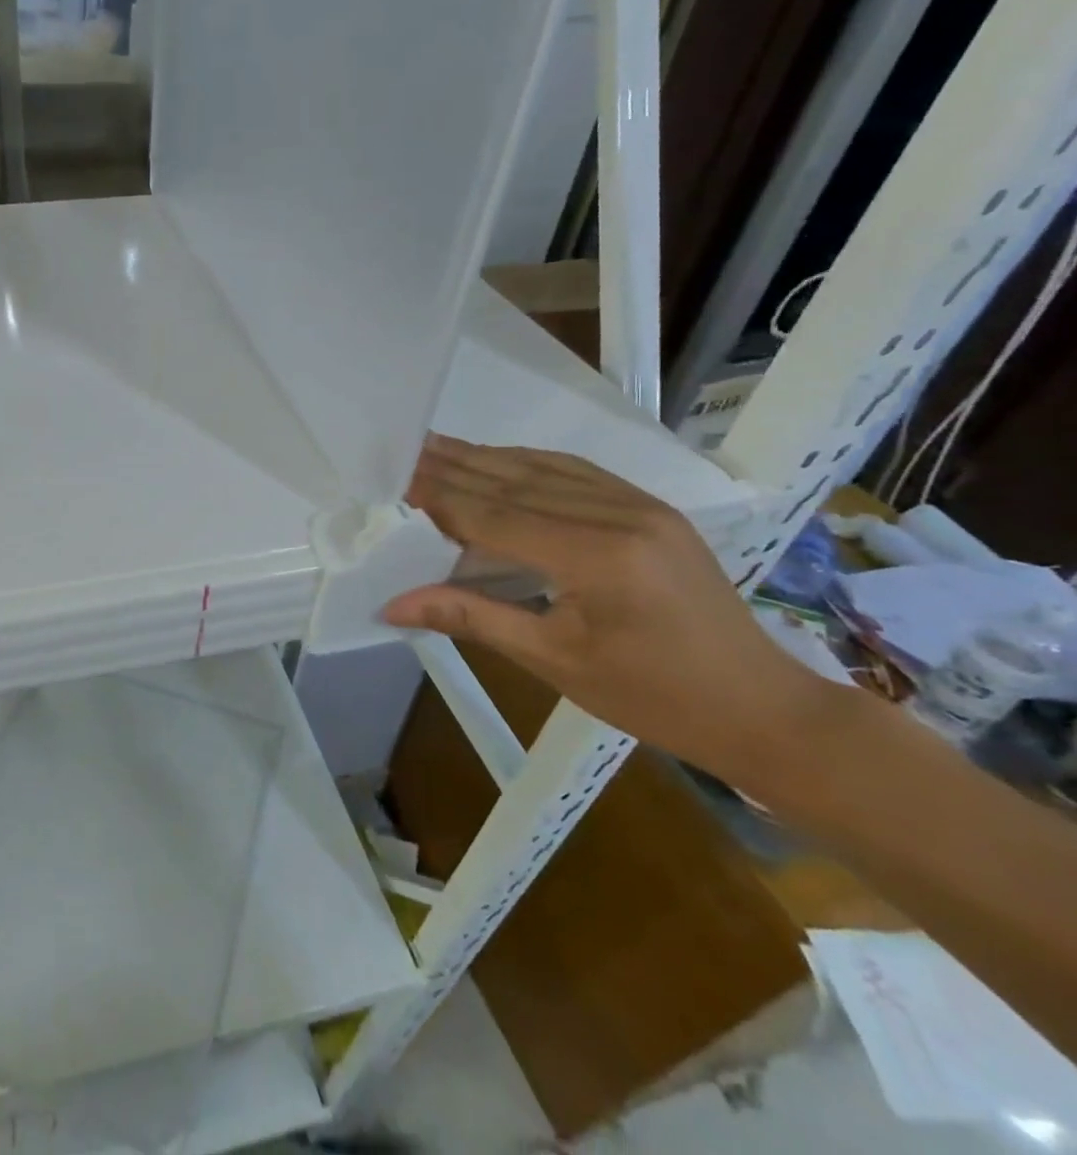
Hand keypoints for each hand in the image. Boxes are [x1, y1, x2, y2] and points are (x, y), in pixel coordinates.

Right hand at [385, 437, 816, 780]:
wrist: (762, 708)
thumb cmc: (654, 697)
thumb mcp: (554, 662)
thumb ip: (471, 617)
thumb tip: (393, 605)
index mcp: (598, 557)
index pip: (496, 515)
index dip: (438, 497)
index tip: (392, 481)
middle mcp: (620, 515)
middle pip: (515, 482)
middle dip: (452, 467)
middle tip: (400, 452)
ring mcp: (641, 505)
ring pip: (543, 469)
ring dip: (483, 458)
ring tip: (432, 446)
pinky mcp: (651, 508)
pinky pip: (574, 473)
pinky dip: (524, 464)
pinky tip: (494, 461)